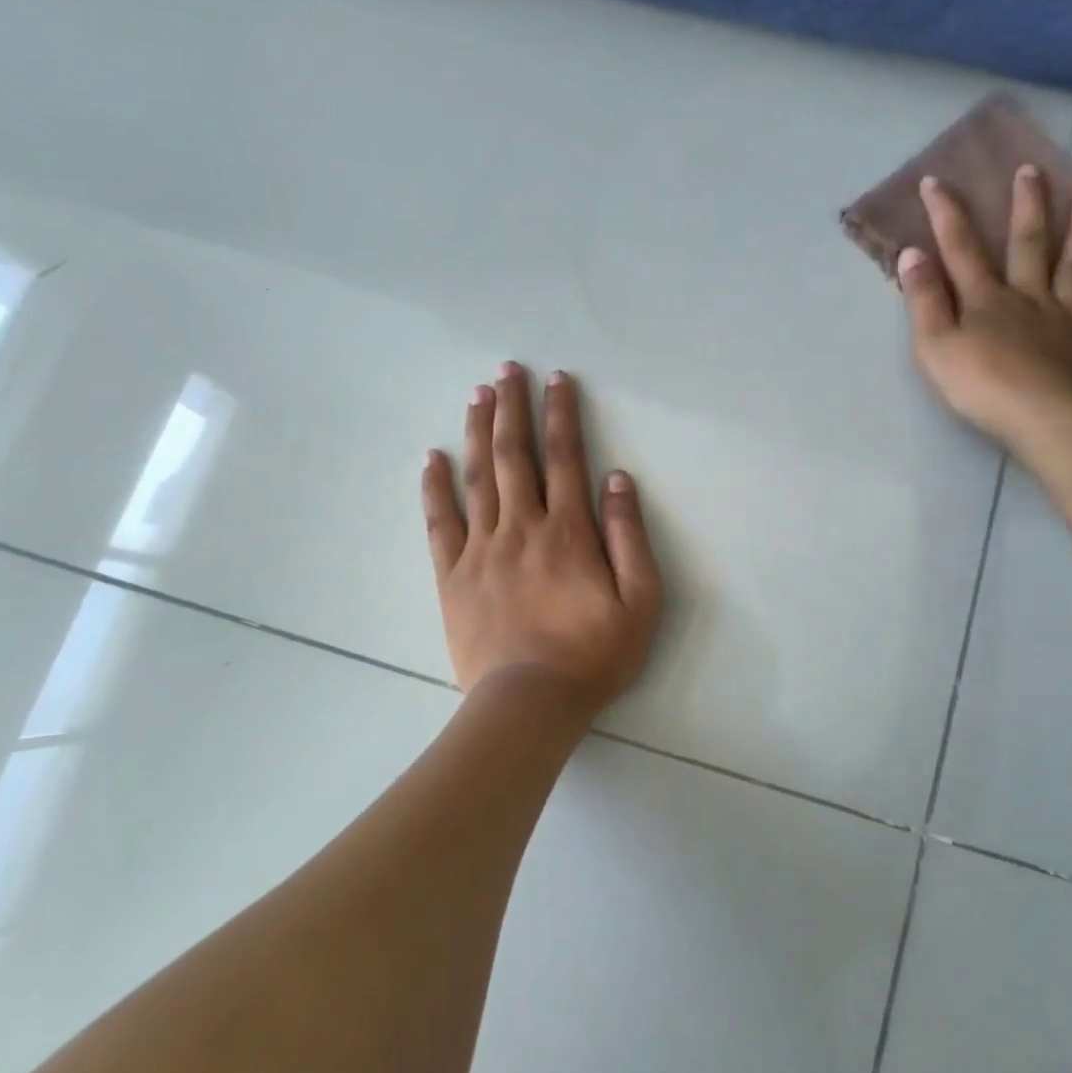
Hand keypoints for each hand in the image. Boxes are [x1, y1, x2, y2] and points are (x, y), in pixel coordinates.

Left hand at [421, 363, 661, 716]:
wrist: (530, 702)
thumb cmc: (593, 654)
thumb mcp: (640, 600)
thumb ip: (629, 536)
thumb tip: (616, 478)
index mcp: (569, 532)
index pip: (565, 458)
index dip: (562, 415)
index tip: (557, 380)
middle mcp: (523, 528)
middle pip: (516, 456)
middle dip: (513, 408)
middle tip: (506, 370)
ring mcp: (482, 549)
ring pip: (479, 478)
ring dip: (478, 432)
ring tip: (476, 395)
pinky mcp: (452, 575)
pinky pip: (440, 522)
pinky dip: (435, 487)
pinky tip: (432, 457)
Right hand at [896, 166, 1071, 444]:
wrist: (1042, 418)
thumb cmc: (980, 385)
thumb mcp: (934, 345)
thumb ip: (923, 300)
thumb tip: (912, 253)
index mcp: (986, 299)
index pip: (961, 249)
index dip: (946, 215)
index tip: (936, 181)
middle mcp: (1029, 298)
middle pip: (1028, 245)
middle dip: (1027, 207)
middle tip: (1033, 171)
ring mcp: (1065, 320)